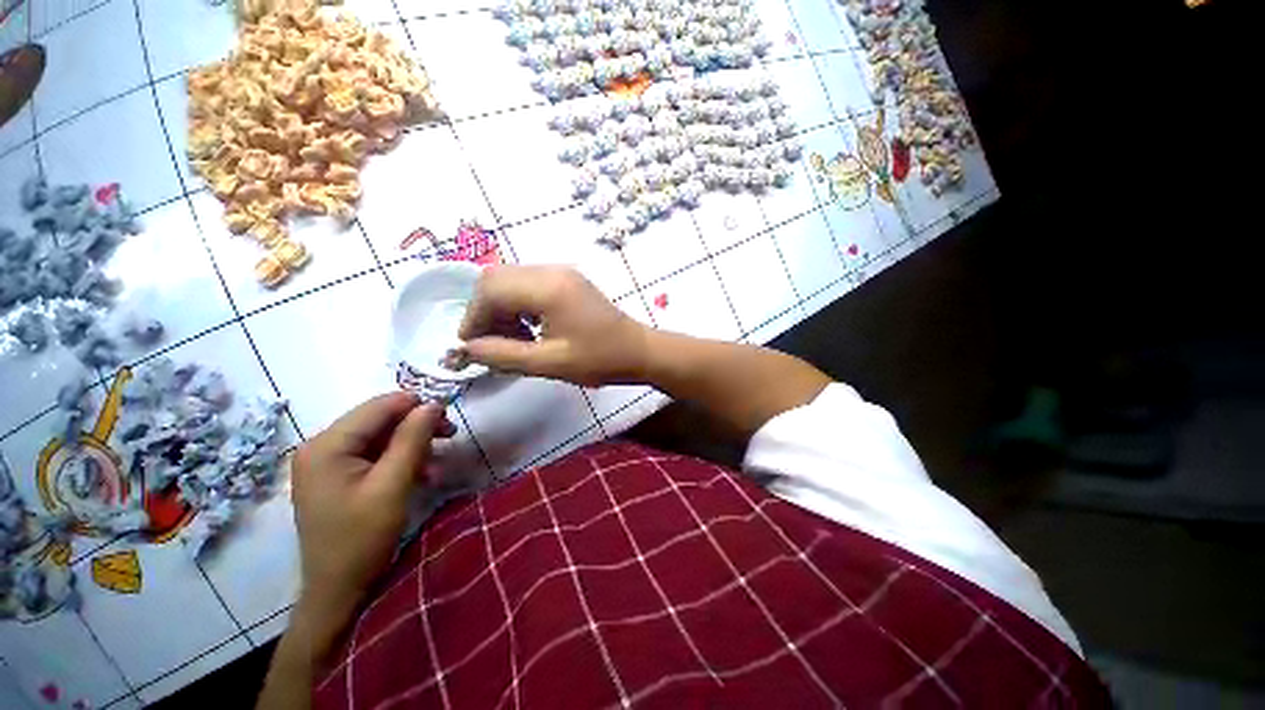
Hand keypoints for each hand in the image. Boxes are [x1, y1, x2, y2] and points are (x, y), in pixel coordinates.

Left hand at [288, 392, 454, 655]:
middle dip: (417, 426)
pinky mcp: (336, 476)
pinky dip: (401, 459)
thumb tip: (433, 403)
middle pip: (379, 420)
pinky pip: (375, 454)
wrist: (338, 590)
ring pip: (380, 436)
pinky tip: (421, 474)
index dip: (417, 405)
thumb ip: (413, 439)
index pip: (378, 407)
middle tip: (450, 435)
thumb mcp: (393, 486)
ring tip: (437, 462)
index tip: (449, 417)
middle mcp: (321, 447)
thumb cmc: (362, 538)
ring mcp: (326, 462)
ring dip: (413, 444)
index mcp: (326, 446)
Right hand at [458, 266, 649, 386]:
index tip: (472, 349)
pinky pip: (528, 285)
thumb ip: (503, 355)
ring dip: (501, 308)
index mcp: (548, 287)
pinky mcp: (567, 280)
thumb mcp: (550, 363)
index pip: (490, 290)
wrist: (639, 351)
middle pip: (496, 279)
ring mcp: (561, 272)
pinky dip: (517, 305)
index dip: (473, 319)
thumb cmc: (600, 360)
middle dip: (484, 312)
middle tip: (491, 344)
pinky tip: (528, 329)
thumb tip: (466, 350)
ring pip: (510, 281)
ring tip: (512, 340)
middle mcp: (551, 270)